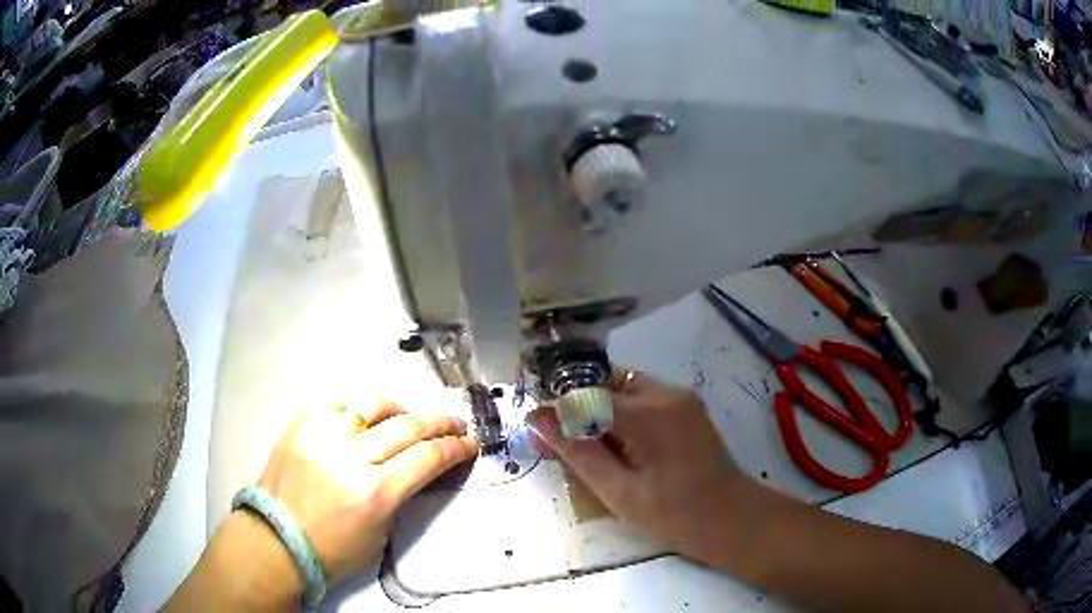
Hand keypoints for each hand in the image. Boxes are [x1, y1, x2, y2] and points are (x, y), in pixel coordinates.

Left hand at [259, 401, 478, 584]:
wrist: (276, 541)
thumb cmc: (332, 550)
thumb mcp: (380, 533)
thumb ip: (401, 495)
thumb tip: (417, 467)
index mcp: (374, 494)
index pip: (427, 458)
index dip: (455, 448)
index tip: (470, 443)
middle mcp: (349, 458)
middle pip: (407, 427)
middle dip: (439, 423)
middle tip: (455, 423)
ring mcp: (321, 435)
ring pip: (373, 404)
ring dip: (401, 408)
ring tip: (410, 416)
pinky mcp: (300, 424)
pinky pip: (337, 399)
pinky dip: (359, 402)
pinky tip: (368, 411)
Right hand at [527, 371, 751, 566]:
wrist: (733, 518)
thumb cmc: (674, 514)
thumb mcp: (618, 491)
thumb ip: (577, 451)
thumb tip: (538, 418)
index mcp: (647, 412)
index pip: (586, 394)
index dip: (559, 414)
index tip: (541, 438)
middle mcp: (666, 392)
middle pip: (605, 385)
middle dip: (580, 412)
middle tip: (566, 450)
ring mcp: (681, 398)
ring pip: (624, 391)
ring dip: (603, 415)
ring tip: (597, 456)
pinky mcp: (688, 409)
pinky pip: (645, 401)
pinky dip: (625, 418)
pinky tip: (625, 452)